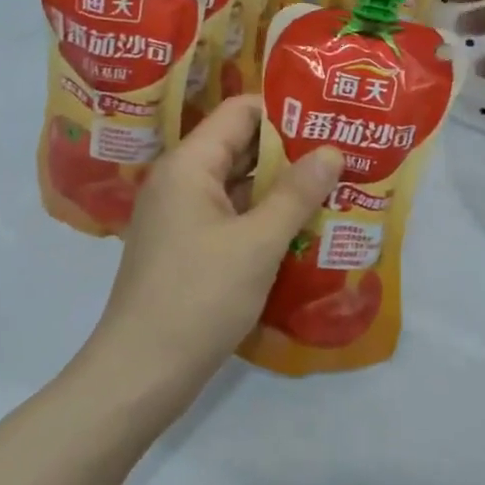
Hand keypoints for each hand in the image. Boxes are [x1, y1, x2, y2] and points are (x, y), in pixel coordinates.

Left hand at [79, 95, 342, 408]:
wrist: (141, 374)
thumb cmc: (199, 298)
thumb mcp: (257, 244)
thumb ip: (296, 194)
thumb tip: (331, 151)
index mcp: (189, 165)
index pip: (239, 112)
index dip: (284, 111)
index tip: (329, 119)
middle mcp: (181, 181)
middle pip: (240, 147)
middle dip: (290, 151)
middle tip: (343, 153)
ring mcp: (181, 217)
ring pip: (238, 186)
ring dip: (281, 188)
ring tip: (335, 187)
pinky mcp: (187, 248)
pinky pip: (231, 217)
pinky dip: (264, 218)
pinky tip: (303, 228)